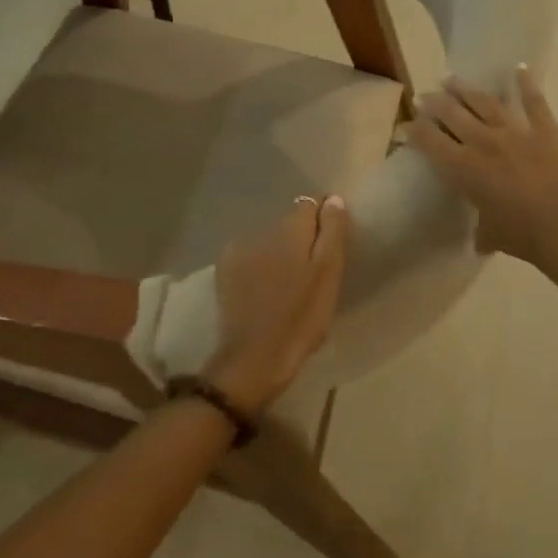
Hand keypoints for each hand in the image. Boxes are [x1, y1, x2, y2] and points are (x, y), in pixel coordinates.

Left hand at [203, 195, 347, 414]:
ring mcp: (239, 249)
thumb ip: (332, 232)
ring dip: (280, 251)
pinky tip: (265, 289)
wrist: (254, 359)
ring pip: (270, 239)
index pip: (311, 204)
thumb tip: (332, 199)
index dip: (324, 221)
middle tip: (311, 272)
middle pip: (290, 222)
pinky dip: (260, 265)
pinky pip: (250, 255)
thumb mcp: (328, 275)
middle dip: (302, 238)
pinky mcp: (225, 270)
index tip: (330, 247)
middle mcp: (262, 230)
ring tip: (288, 283)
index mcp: (291, 229)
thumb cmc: (301, 318)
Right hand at [408, 66, 557, 309]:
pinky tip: (518, 68)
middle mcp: (485, 143)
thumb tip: (481, 237)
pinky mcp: (547, 129)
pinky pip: (534, 101)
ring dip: (465, 89)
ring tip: (450, 79)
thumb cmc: (527, 239)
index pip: (430, 142)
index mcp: (465, 169)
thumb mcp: (493, 236)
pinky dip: (526, 83)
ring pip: (484, 102)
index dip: (415, 131)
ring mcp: (517, 132)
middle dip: (434, 103)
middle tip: (424, 97)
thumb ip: (483, 229)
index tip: (406, 125)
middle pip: (452, 114)